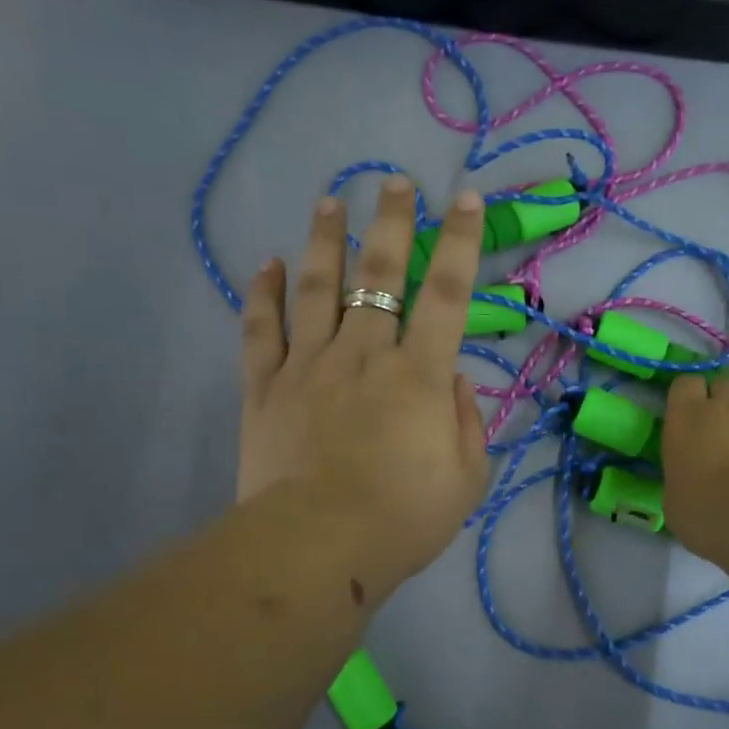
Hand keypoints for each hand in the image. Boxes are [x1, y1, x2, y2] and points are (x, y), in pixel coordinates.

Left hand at [236, 175, 491, 597]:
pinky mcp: (265, 387)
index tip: (466, 198)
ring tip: (329, 201)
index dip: (461, 241)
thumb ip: (466, 422)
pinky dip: (262, 293)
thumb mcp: (465, 479)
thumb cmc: (402, 519)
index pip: (448, 293)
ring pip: (317, 287)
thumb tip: (453, 379)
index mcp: (419, 373)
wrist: (317, 547)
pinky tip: (266, 263)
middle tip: (394, 182)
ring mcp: (309, 365)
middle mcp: (365, 353)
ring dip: (325, 240)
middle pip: (378, 273)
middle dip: (391, 221)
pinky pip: (261, 329)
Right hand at [661, 370, 728, 558]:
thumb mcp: (674, 498)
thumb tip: (689, 480)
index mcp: (687, 417)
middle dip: (727, 396)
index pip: (685, 383)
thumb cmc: (704, 512)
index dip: (690, 395)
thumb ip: (682, 476)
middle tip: (728, 422)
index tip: (690, 414)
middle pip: (727, 380)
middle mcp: (728, 405)